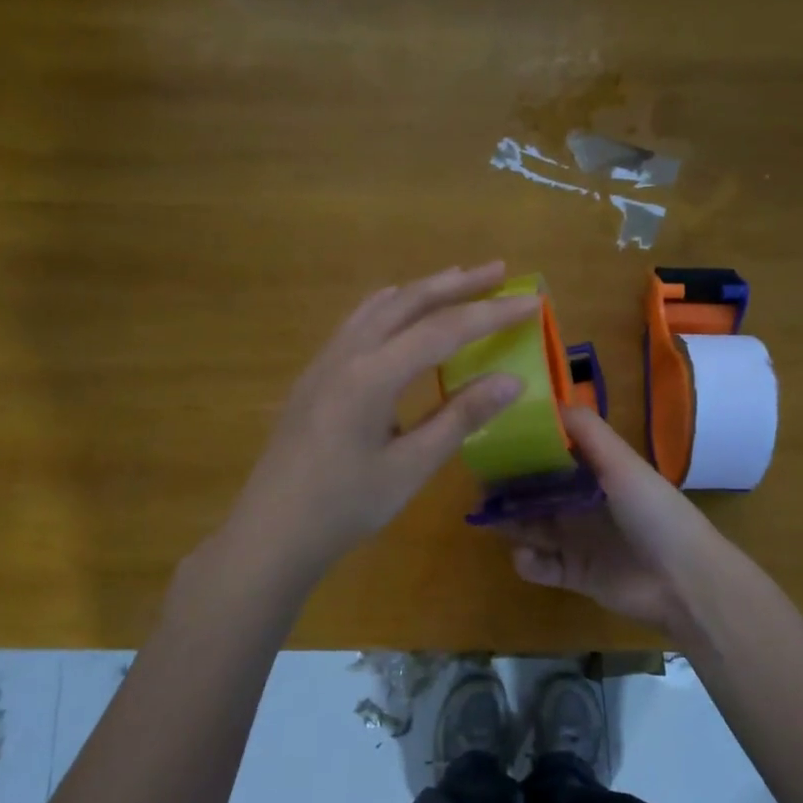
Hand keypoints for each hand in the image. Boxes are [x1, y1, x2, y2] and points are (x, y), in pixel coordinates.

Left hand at [227, 262, 539, 584]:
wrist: (271, 532)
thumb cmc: (345, 507)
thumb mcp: (410, 467)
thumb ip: (461, 417)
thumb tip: (513, 381)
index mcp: (372, 376)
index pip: (443, 330)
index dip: (491, 314)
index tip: (530, 302)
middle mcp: (347, 354)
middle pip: (408, 302)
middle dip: (457, 284)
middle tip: (499, 270)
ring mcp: (325, 361)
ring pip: (379, 306)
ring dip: (422, 290)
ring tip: (457, 280)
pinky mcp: (315, 375)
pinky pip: (357, 322)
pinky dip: (390, 307)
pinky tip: (399, 312)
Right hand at [503, 406, 726, 641]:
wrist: (683, 579)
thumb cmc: (653, 512)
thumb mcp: (621, 462)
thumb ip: (587, 431)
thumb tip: (546, 400)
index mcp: (597, 473)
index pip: (553, 455)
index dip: (524, 448)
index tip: (492, 438)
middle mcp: (583, 503)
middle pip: (536, 492)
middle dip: (509, 488)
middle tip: (480, 485)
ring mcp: (578, 540)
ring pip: (532, 527)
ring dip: (510, 523)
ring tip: (488, 519)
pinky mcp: (575, 575)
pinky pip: (541, 566)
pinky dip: (528, 563)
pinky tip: (527, 557)